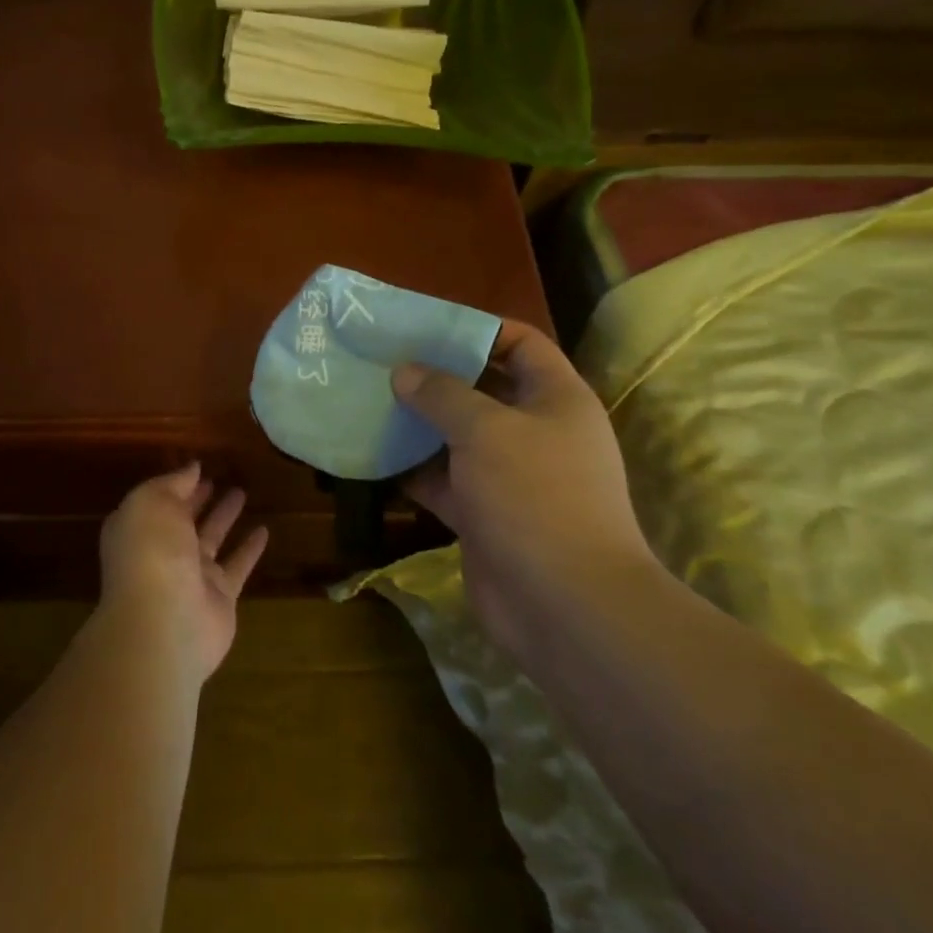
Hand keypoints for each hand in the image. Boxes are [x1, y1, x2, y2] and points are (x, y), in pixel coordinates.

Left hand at [98, 464, 268, 681]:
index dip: (176, 484)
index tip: (199, 467)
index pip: (158, 501)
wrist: (166, 622)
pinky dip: (250, 549)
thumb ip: (173, 483)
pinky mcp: (220, 596)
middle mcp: (162, 552)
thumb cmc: (152, 552)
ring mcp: (191, 576)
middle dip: (199, 499)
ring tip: (242, 492)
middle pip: (183, 520)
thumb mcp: (152, 502)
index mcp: (139, 528)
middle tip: (220, 478)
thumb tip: (192, 468)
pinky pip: (237, 565)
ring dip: (225, 517)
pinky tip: (265, 530)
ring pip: (212, 539)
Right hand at [391, 321, 658, 657]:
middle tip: (383, 361)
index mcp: (556, 398)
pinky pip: (442, 479)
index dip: (479, 329)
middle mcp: (535, 431)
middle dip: (435, 376)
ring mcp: (509, 475)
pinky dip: (411, 469)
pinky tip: (371, 454)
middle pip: (482, 388)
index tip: (426, 326)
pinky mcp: (483, 513)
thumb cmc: (534, 496)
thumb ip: (442, 394)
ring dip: (417, 423)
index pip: (521, 343)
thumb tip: (405, 372)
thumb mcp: (486, 430)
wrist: (564, 605)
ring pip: (456, 436)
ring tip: (368, 400)